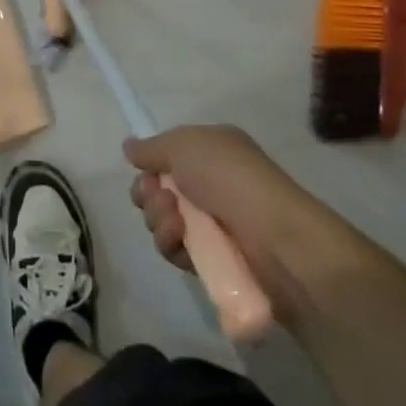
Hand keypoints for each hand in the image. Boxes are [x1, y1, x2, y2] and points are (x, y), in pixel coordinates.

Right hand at [127, 125, 356, 325]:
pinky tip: (182, 244)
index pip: (168, 158)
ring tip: (176, 224)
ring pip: (165, 222)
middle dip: (150, 196)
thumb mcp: (184, 145)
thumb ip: (152, 148)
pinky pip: (179, 251)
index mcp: (211, 152)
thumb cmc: (230, 178)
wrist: (276, 238)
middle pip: (160, 191)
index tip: (145, 174)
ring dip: (160, 221)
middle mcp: (213, 184)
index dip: (150, 167)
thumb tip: (128, 147)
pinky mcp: (216, 260)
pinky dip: (173, 246)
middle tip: (161, 200)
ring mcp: (215, 224)